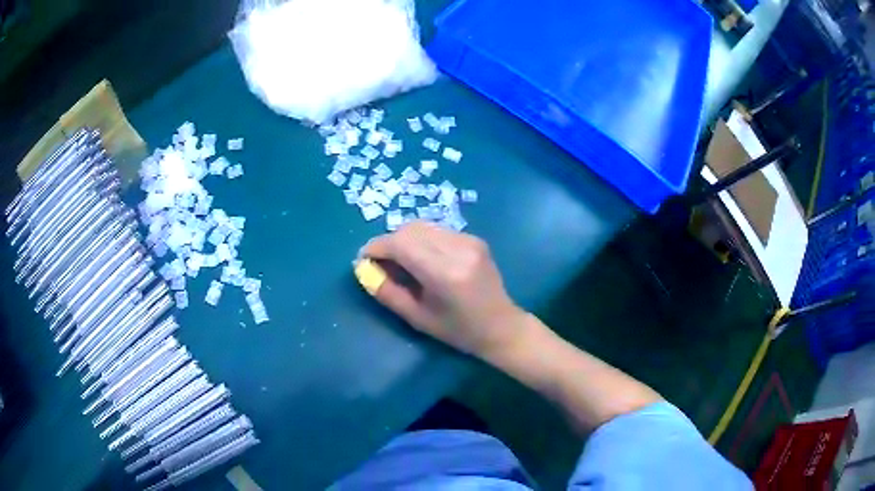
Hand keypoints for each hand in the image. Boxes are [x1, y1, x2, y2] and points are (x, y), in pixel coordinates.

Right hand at [359, 222, 524, 357]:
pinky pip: (437, 231)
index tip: (363, 259)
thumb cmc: (458, 331)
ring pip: (423, 227)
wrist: (502, 326)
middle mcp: (458, 249)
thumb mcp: (418, 318)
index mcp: (445, 273)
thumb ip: (387, 292)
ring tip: (400, 262)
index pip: (401, 244)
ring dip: (404, 240)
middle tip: (381, 263)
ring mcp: (469, 240)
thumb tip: (363, 269)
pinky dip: (422, 240)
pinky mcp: (474, 238)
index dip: (376, 247)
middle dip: (389, 242)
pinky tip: (423, 260)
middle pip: (410, 229)